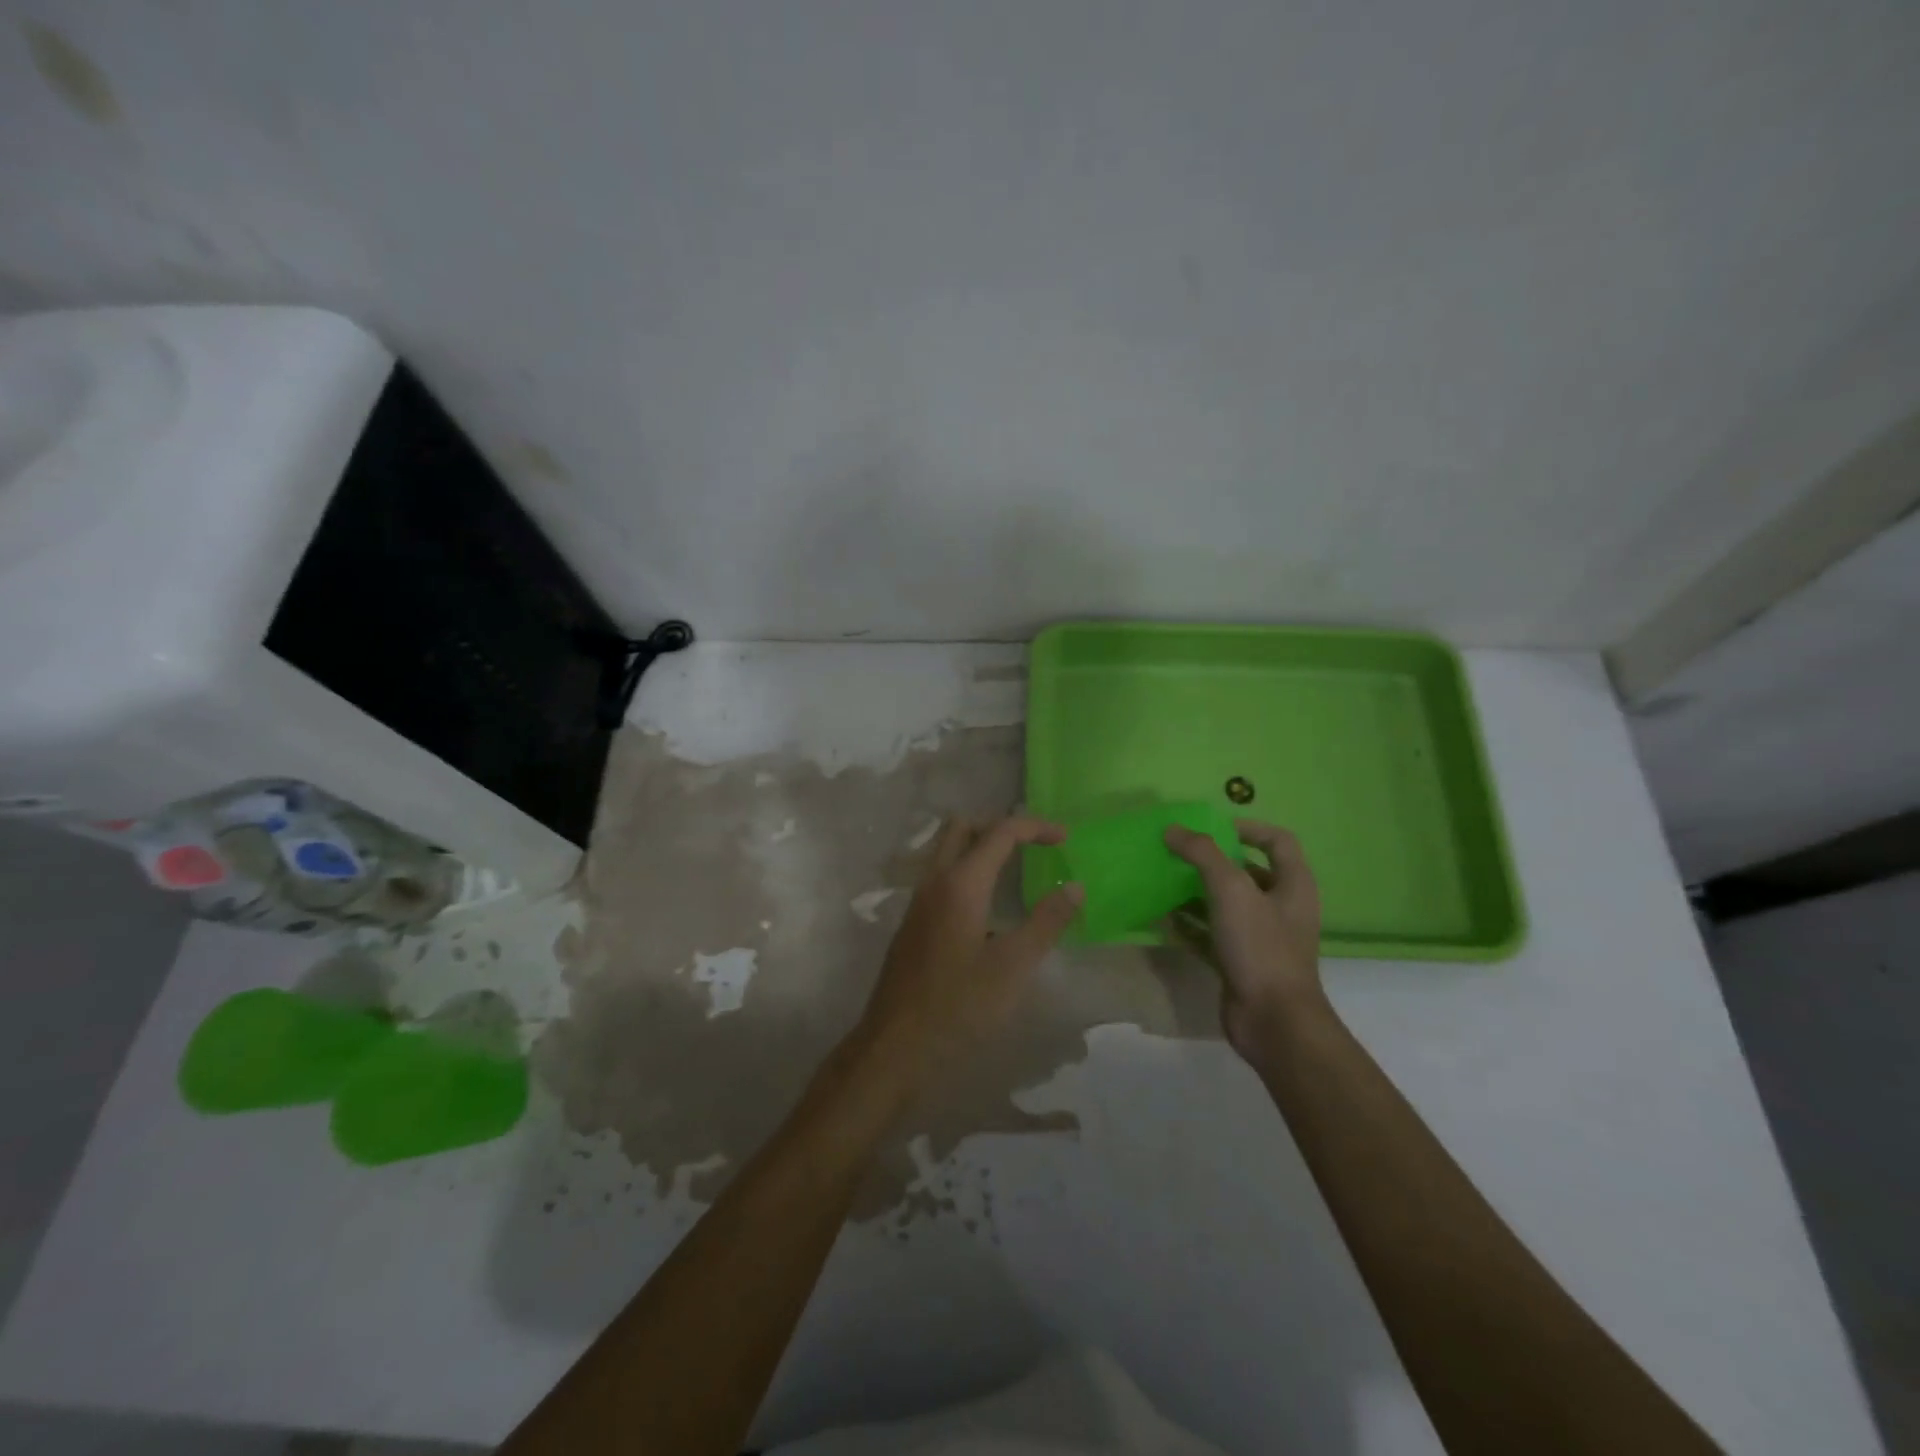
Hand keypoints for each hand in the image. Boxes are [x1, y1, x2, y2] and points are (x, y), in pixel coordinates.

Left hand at [858, 816, 1083, 1059]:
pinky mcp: (913, 923)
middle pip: (964, 827)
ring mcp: (918, 901)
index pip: (1000, 831)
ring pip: (947, 850)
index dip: (1036, 827)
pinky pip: (941, 876)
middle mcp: (934, 881)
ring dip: (981, 847)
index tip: (1065, 838)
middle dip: (1000, 826)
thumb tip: (1076, 887)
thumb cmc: (959, 1005)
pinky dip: (967, 871)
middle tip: (1033, 846)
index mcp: (961, 883)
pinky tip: (988, 907)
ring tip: (1016, 870)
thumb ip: (1047, 922)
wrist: (895, 1046)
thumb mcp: (1014, 966)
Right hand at [1165, 819, 1326, 1059]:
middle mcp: (1281, 907)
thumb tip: (1172, 829)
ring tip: (1163, 881)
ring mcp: (1260, 937)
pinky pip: (1211, 934)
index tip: (1212, 827)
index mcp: (1293, 884)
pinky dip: (1189, 924)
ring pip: (1225, 904)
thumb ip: (1202, 854)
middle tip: (1177, 853)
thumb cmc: (1260, 946)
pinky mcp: (1239, 961)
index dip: (1248, 827)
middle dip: (1212, 861)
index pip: (1278, 841)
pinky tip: (1161, 918)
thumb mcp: (1231, 890)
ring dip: (1195, 892)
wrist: (1272, 1020)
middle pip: (1247, 871)